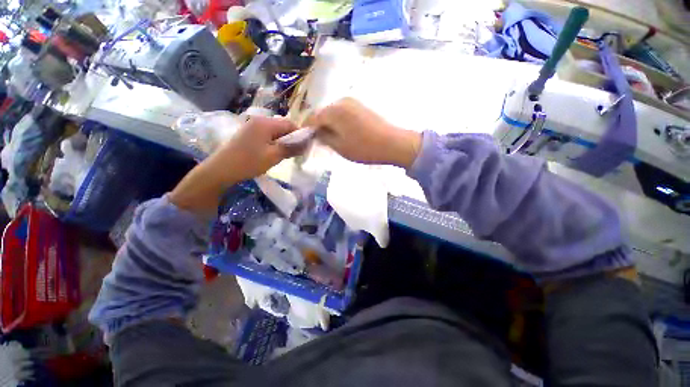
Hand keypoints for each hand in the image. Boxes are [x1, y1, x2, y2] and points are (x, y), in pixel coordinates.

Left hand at [170, 116, 299, 213]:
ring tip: (284, 155)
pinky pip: (267, 136)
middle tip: (295, 154)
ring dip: (283, 143)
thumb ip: (292, 148)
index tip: (305, 148)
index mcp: (266, 123)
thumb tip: (307, 143)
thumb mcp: (274, 156)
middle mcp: (258, 121)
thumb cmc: (249, 162)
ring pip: (275, 133)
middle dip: (291, 139)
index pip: (290, 124)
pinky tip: (272, 154)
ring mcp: (251, 127)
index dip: (300, 135)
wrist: (220, 171)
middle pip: (282, 127)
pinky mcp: (247, 135)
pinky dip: (273, 144)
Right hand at [308, 98, 421, 168]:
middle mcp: (341, 101)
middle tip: (319, 141)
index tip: (304, 140)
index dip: (306, 129)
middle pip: (322, 113)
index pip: (312, 118)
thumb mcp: (339, 147)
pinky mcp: (360, 106)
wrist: (393, 143)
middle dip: (318, 126)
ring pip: (332, 113)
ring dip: (329, 124)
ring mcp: (352, 102)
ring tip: (331, 138)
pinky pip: (342, 112)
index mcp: (333, 111)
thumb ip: (324, 138)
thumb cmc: (364, 148)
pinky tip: (342, 132)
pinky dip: (338, 121)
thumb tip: (316, 133)